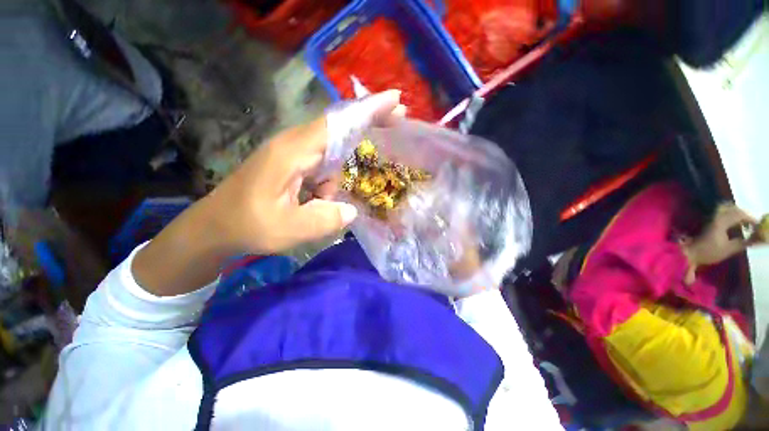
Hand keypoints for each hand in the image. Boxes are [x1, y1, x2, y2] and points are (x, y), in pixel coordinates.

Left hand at [204, 90, 402, 254]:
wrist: (216, 227)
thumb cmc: (248, 225)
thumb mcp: (289, 229)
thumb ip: (325, 219)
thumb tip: (350, 210)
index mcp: (293, 152)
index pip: (337, 123)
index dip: (367, 111)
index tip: (395, 101)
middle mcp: (295, 145)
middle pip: (339, 126)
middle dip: (369, 123)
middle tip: (397, 122)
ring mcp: (293, 153)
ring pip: (332, 148)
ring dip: (343, 167)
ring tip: (326, 197)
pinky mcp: (293, 164)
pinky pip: (324, 163)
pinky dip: (333, 176)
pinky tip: (322, 198)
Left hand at [683, 203, 757, 266]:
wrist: (690, 252)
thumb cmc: (709, 252)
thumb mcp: (730, 249)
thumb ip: (745, 242)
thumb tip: (760, 239)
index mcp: (721, 221)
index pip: (740, 214)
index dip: (751, 219)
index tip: (758, 226)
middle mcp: (715, 216)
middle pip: (732, 208)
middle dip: (744, 214)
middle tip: (751, 224)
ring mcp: (710, 217)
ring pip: (726, 209)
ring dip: (736, 214)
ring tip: (744, 224)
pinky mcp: (707, 221)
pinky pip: (721, 213)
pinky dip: (730, 216)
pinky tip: (734, 225)